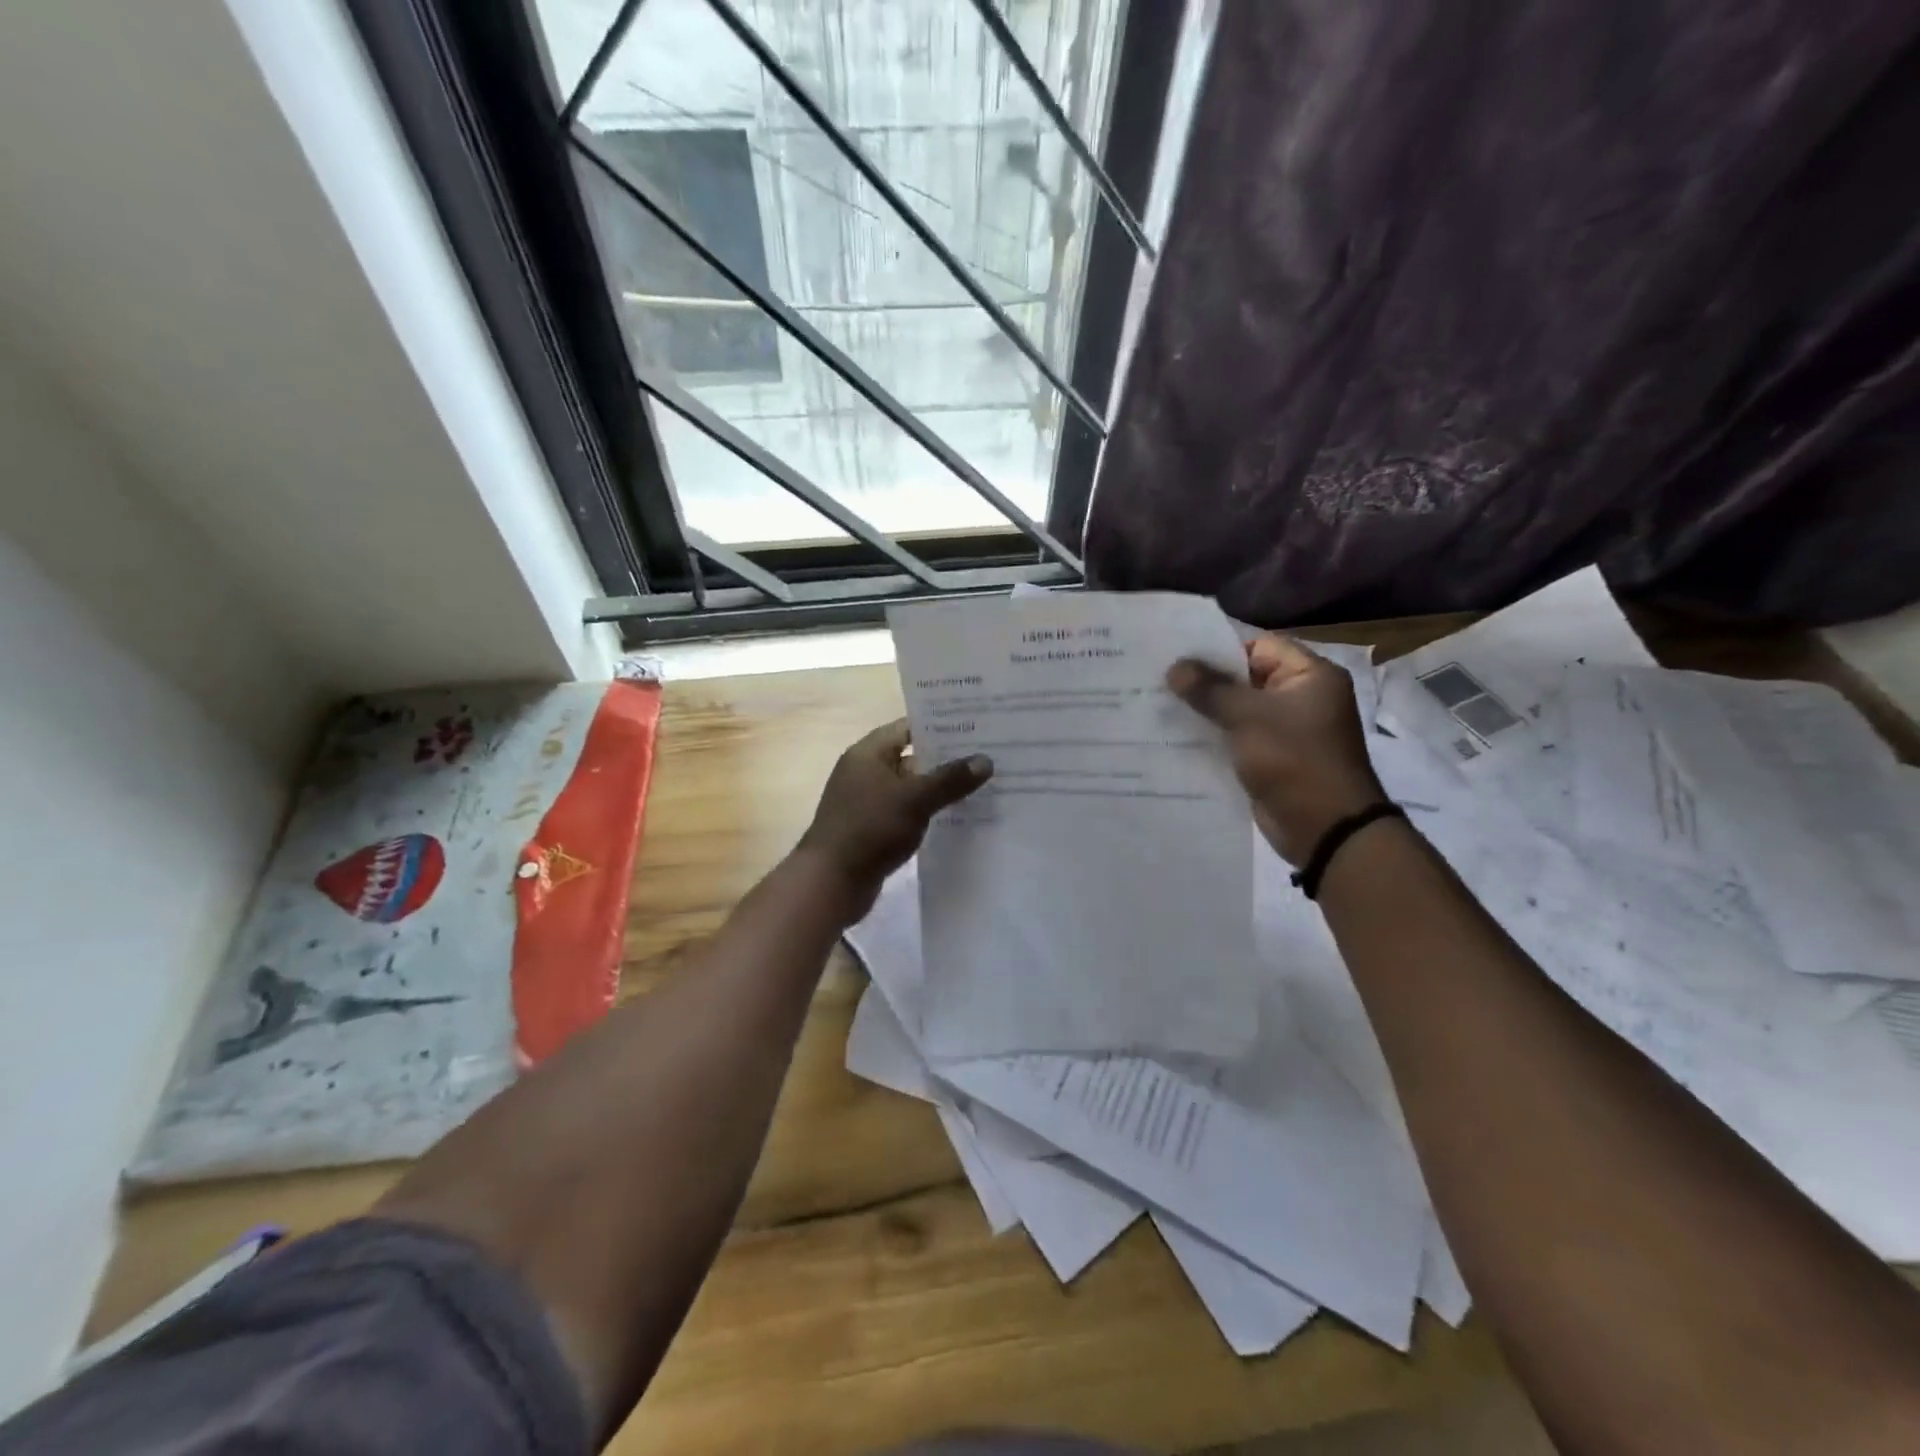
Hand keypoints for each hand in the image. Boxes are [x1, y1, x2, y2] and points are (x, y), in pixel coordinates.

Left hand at [796, 719, 991, 918]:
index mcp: (868, 754)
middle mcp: (865, 772)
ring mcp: (867, 802)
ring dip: (939, 789)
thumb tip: (985, 760)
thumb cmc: (870, 829)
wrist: (831, 883)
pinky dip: (927, 814)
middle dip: (946, 760)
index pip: (907, 728)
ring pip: (910, 788)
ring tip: (981, 787)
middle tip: (988, 757)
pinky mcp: (873, 829)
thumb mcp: (915, 799)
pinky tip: (957, 819)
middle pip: (911, 758)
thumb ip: (950, 779)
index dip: (939, 726)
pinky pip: (906, 813)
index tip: (975, 727)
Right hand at [1168, 635, 1386, 864]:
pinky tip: (1177, 735)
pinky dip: (1213, 735)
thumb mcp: (1248, 717)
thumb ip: (1210, 689)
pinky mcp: (1271, 757)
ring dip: (1205, 709)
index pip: (1258, 646)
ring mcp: (1286, 730)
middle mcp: (1301, 697)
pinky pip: (1237, 736)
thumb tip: (1175, 667)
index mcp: (1310, 675)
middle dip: (1205, 680)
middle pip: (1245, 677)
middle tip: (1160, 677)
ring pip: (1238, 709)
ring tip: (1160, 704)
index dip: (1218, 648)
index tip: (1177, 654)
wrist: (1324, 828)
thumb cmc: (1293, 760)